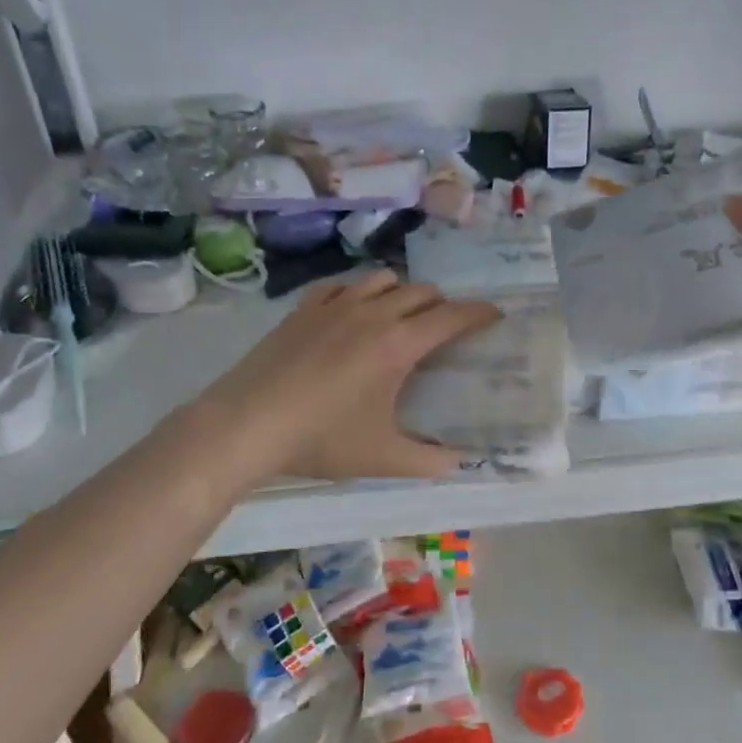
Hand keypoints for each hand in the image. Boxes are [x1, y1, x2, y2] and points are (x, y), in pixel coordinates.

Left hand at [187, 271, 501, 483]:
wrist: (246, 424)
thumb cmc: (321, 440)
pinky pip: (343, 285)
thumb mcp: (383, 458)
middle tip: (446, 329)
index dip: (480, 313)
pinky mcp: (305, 308)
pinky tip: (353, 311)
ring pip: (384, 280)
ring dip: (403, 293)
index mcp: (399, 344)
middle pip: (422, 292)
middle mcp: (373, 313)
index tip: (495, 315)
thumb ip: (429, 461)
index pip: (452, 317)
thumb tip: (460, 462)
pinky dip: (360, 292)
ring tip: (402, 317)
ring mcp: (335, 305)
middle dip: (443, 305)